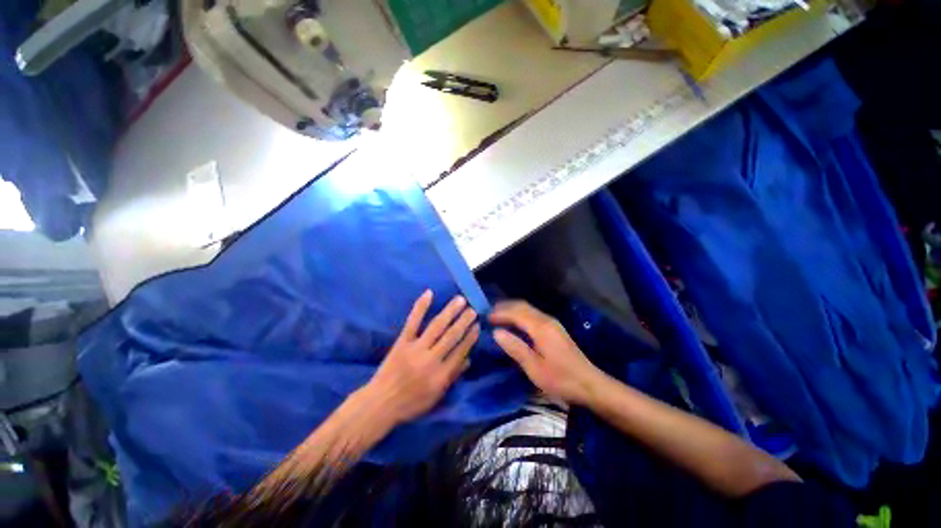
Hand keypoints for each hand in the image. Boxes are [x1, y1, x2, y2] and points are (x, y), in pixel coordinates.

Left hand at [363, 291, 478, 426]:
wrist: (380, 404)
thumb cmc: (410, 403)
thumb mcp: (436, 396)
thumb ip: (453, 376)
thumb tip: (469, 359)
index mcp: (441, 375)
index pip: (460, 352)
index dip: (470, 338)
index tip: (477, 326)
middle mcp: (431, 360)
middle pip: (451, 336)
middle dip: (464, 321)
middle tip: (473, 310)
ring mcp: (415, 348)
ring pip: (437, 326)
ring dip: (450, 311)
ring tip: (460, 300)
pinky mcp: (402, 341)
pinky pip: (413, 322)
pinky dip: (421, 307)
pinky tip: (429, 293)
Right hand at [490, 301, 602, 404]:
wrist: (590, 384)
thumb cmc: (561, 379)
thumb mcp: (534, 368)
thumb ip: (515, 348)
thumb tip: (496, 332)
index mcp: (541, 328)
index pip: (516, 312)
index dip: (499, 313)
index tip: (485, 317)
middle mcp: (546, 320)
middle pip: (522, 306)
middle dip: (504, 307)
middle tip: (488, 314)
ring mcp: (551, 323)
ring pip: (527, 308)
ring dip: (511, 309)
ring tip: (497, 316)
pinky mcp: (554, 328)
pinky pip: (532, 314)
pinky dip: (519, 314)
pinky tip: (513, 323)